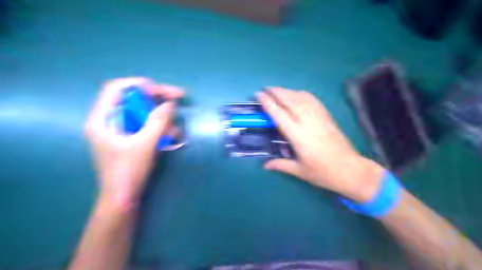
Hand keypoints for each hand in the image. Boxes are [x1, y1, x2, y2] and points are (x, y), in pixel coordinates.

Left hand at [83, 78, 183, 207]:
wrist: (123, 199)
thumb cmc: (128, 172)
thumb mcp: (145, 145)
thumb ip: (158, 122)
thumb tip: (170, 103)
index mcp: (103, 119)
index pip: (117, 89)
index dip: (139, 84)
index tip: (161, 89)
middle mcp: (111, 121)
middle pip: (135, 99)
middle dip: (158, 99)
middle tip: (179, 97)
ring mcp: (122, 130)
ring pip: (144, 113)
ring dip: (162, 118)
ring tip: (175, 130)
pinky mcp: (132, 139)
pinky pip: (148, 126)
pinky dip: (161, 129)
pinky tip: (172, 138)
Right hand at [258, 87, 381, 200]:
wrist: (350, 170)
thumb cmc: (323, 173)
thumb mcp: (299, 171)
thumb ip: (280, 165)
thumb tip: (265, 165)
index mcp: (298, 136)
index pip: (280, 115)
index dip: (268, 103)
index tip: (259, 95)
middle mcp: (308, 123)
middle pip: (290, 101)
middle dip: (276, 92)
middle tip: (265, 89)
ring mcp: (319, 118)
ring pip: (301, 98)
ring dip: (288, 91)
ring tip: (277, 90)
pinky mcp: (327, 117)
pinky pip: (313, 100)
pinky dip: (302, 94)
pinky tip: (297, 94)